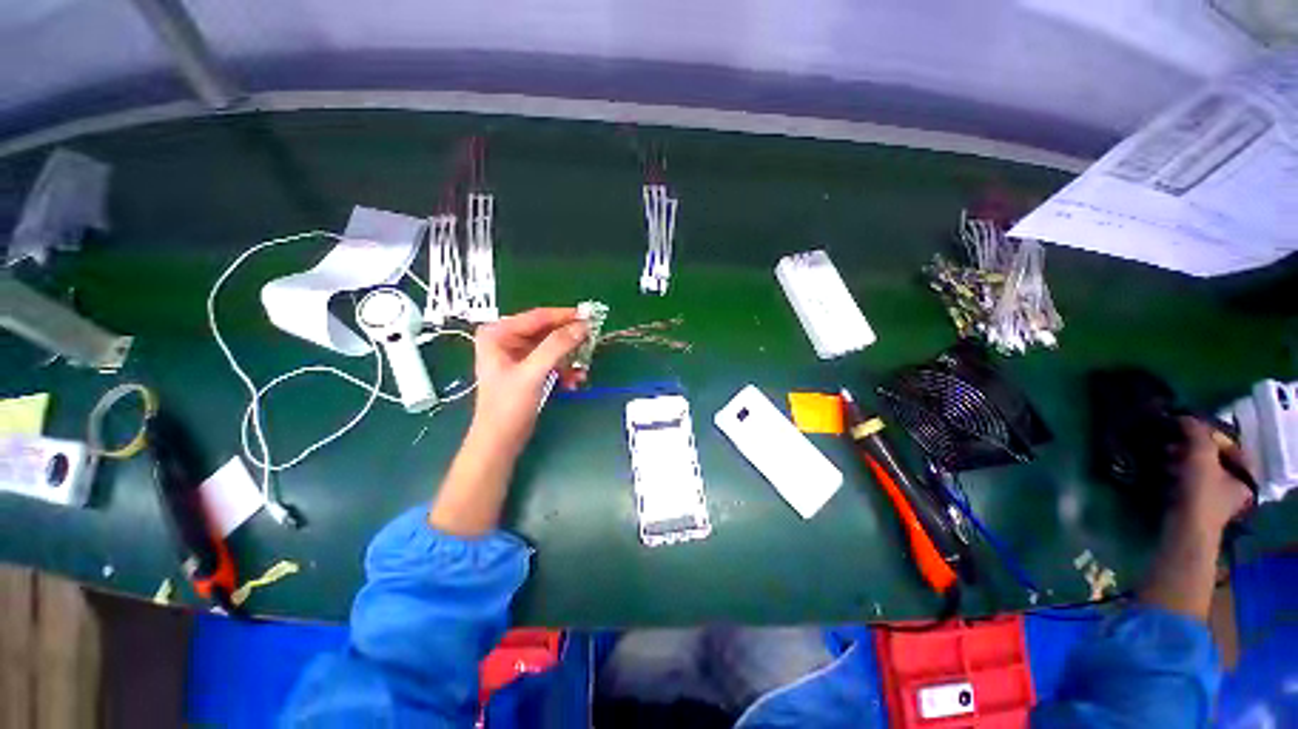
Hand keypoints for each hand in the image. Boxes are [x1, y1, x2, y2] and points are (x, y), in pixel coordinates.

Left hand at [469, 308, 588, 454]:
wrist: (500, 441)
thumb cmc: (508, 406)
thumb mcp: (533, 373)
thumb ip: (557, 347)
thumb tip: (583, 326)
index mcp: (498, 333)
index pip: (538, 317)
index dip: (565, 316)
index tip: (590, 317)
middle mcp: (507, 339)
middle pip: (547, 331)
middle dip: (569, 341)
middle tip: (592, 343)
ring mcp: (518, 354)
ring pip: (553, 347)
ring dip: (569, 358)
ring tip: (582, 371)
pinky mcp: (528, 369)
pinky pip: (553, 361)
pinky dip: (564, 369)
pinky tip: (573, 381)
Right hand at [1171, 417, 1254, 533]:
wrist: (1184, 530)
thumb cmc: (1201, 493)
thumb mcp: (1201, 457)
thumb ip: (1197, 434)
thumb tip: (1185, 417)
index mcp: (1245, 476)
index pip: (1232, 446)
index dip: (1212, 435)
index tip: (1189, 429)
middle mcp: (1234, 486)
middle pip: (1213, 458)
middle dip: (1190, 448)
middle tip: (1172, 440)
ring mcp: (1214, 498)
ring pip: (1197, 470)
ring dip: (1179, 458)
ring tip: (1161, 453)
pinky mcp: (1195, 505)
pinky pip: (1186, 481)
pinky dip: (1174, 471)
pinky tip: (1161, 468)